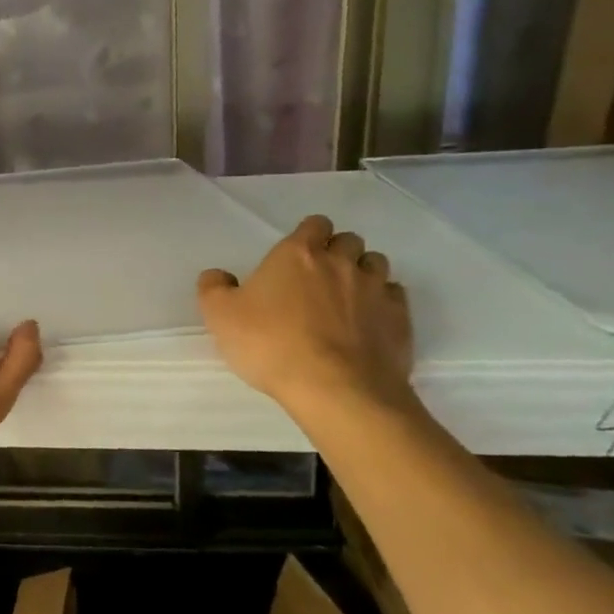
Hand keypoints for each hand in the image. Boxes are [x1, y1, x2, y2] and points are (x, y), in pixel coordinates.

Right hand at [197, 215, 413, 411]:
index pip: (314, 224)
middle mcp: (341, 263)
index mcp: (298, 254)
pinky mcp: (400, 319)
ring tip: (345, 298)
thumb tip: (217, 275)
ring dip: (362, 273)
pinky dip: (382, 302)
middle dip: (336, 252)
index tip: (294, 256)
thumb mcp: (220, 316)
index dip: (307, 236)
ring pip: (376, 264)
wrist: (335, 389)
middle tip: (317, 278)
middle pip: (349, 240)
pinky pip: (395, 296)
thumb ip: (213, 288)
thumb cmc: (271, 344)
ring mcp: (376, 290)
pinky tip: (367, 321)